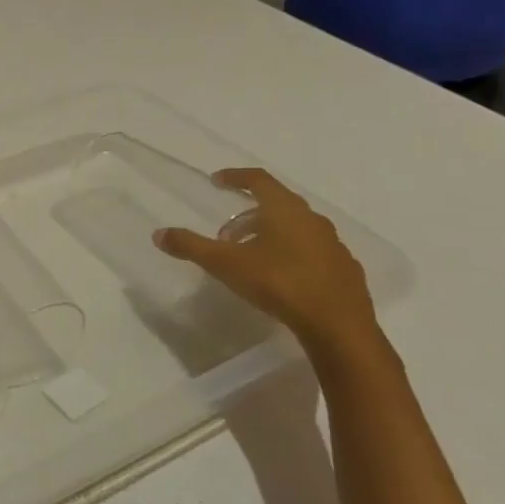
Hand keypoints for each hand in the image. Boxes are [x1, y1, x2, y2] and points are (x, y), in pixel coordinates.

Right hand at [153, 167, 378, 349]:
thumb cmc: (280, 283)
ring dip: (271, 234)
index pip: (259, 180)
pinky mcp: (345, 270)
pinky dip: (292, 254)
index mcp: (285, 210)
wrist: (338, 326)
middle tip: (226, 233)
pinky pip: (313, 252)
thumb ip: (191, 247)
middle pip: (277, 204)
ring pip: (296, 229)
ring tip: (250, 256)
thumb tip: (159, 234)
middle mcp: (312, 220)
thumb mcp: (226, 264)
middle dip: (249, 214)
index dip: (236, 177)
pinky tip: (282, 277)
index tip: (217, 180)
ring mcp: (333, 245)